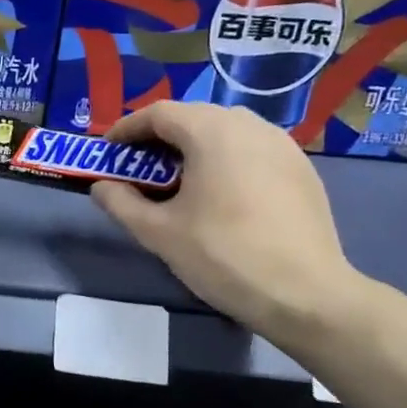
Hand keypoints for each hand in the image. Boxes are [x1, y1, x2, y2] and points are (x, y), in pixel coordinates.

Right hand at [90, 102, 361, 336]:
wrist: (305, 294)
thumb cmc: (223, 256)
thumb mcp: (159, 233)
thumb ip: (121, 203)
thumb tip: (101, 187)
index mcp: (212, 132)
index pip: (159, 113)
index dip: (127, 128)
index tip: (109, 150)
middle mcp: (250, 126)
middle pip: (194, 116)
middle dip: (160, 136)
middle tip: (138, 165)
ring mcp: (282, 145)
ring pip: (226, 130)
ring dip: (194, 146)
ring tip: (176, 178)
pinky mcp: (301, 168)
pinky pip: (252, 149)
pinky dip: (225, 158)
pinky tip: (218, 192)